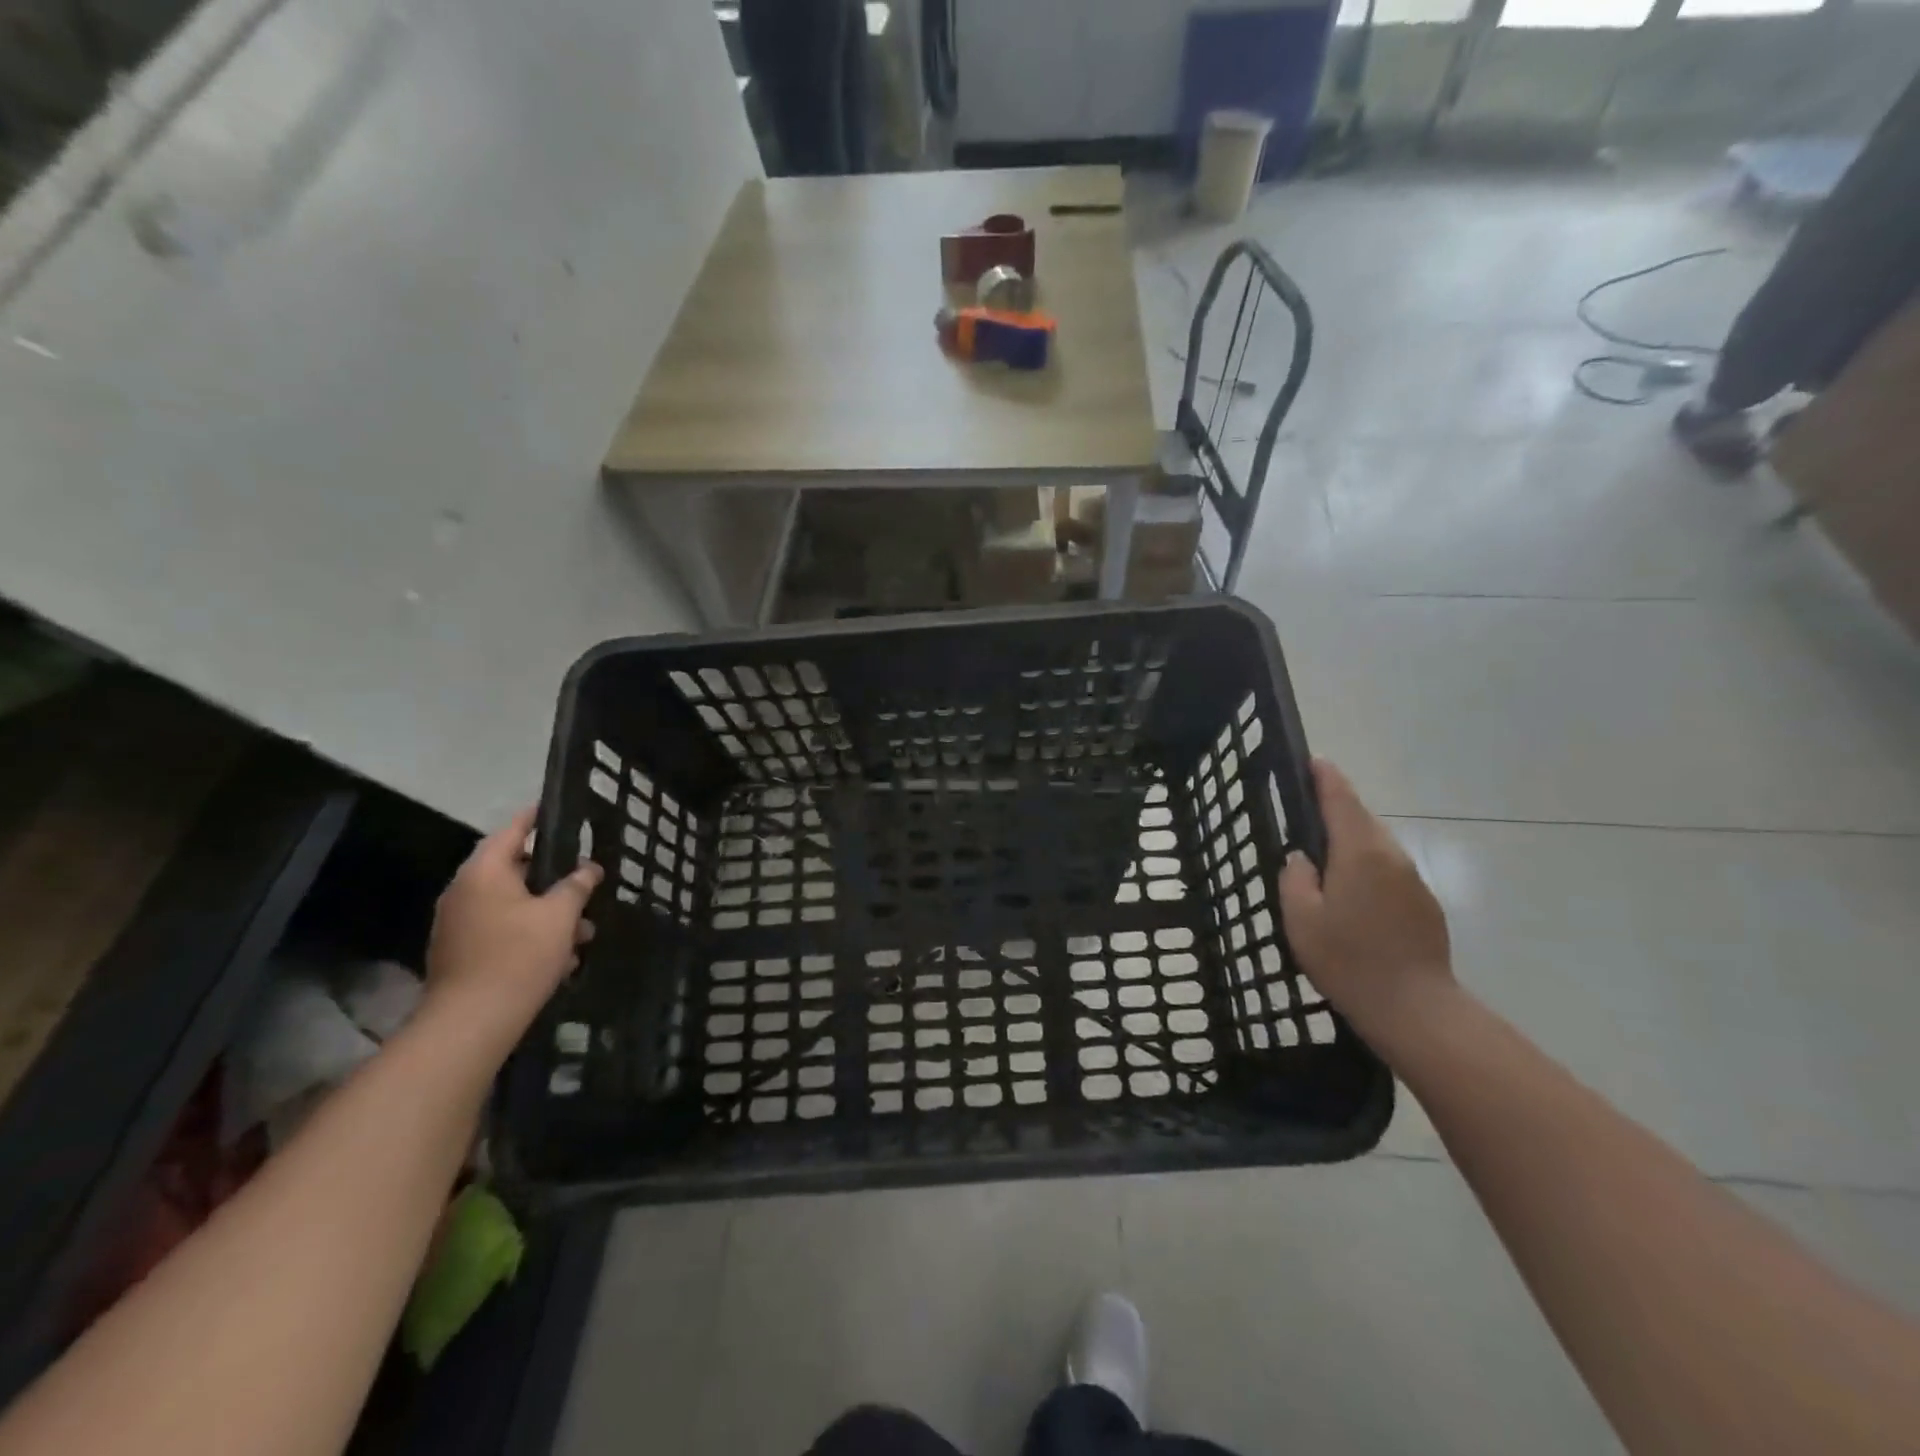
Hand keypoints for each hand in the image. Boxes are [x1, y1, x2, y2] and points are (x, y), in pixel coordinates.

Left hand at [421, 806, 600, 1060]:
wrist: (471, 1022)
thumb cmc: (518, 955)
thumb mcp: (560, 915)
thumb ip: (576, 885)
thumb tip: (589, 868)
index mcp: (484, 873)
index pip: (512, 830)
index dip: (536, 817)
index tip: (557, 808)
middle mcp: (465, 892)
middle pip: (514, 870)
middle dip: (554, 877)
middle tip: (586, 878)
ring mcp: (459, 924)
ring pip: (513, 905)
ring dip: (548, 913)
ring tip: (584, 931)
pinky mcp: (462, 953)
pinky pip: (503, 930)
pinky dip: (531, 934)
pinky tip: (562, 959)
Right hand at [1277, 760, 1454, 1051]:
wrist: (1415, 1009)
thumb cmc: (1348, 960)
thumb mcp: (1301, 919)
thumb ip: (1296, 879)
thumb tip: (1301, 858)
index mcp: (1359, 852)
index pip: (1341, 799)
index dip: (1324, 777)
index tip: (1311, 761)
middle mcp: (1390, 856)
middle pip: (1361, 818)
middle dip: (1335, 809)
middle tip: (1303, 813)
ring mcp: (1412, 879)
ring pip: (1376, 844)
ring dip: (1351, 839)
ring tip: (1322, 855)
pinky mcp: (1423, 903)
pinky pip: (1387, 869)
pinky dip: (1366, 866)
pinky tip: (1349, 891)